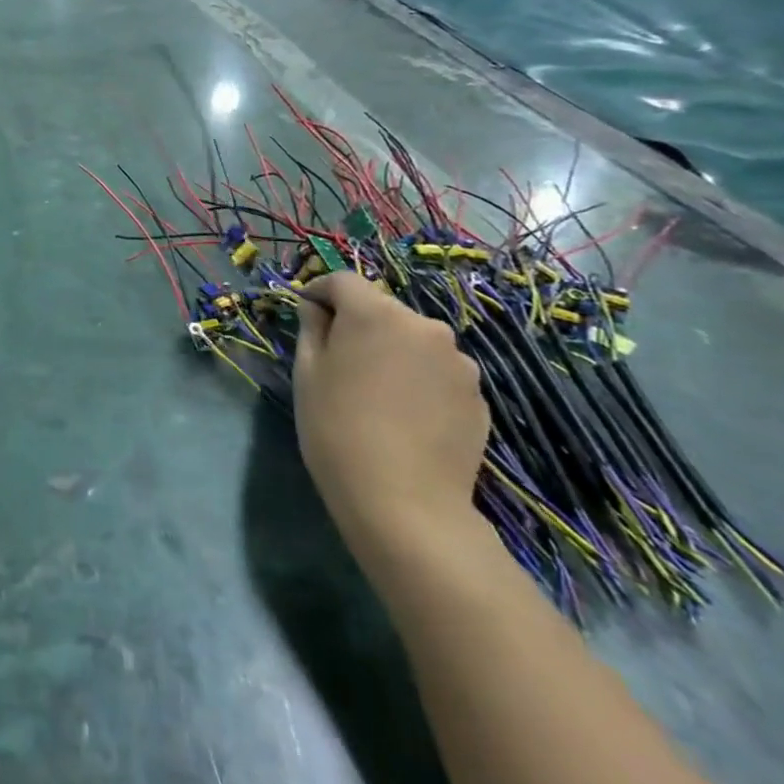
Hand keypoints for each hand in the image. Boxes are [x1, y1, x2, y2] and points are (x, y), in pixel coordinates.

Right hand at [292, 272, 488, 566]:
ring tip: (375, 391)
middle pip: (381, 309)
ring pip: (412, 340)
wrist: (404, 501)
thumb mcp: (307, 373)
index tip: (305, 314)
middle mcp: (423, 325)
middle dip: (358, 323)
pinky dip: (417, 379)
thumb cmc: (337, 428)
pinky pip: (436, 371)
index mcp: (375, 313)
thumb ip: (312, 328)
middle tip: (338, 358)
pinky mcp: (478, 395)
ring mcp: (458, 361)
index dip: (319, 292)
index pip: (342, 281)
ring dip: (392, 351)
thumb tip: (317, 308)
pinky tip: (404, 415)